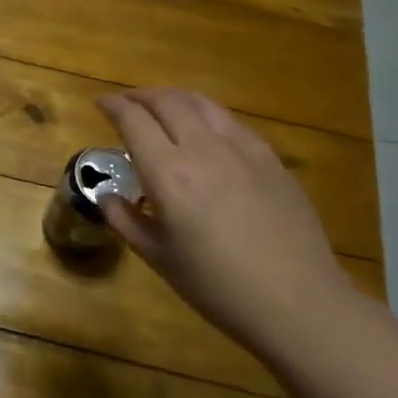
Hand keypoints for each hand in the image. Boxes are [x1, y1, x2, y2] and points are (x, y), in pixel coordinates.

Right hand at [96, 88, 355, 352]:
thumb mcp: (158, 258)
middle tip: (126, 103)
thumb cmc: (217, 287)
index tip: (100, 104)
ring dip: (172, 98)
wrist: (297, 302)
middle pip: (166, 101)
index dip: (113, 105)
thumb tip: (108, 196)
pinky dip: (205, 114)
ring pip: (200, 102)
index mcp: (169, 174)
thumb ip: (125, 220)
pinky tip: (204, 131)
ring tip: (161, 108)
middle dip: (140, 95)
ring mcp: (241, 148)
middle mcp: (202, 149)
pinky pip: (230, 121)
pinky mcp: (269, 157)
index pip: (133, 120)